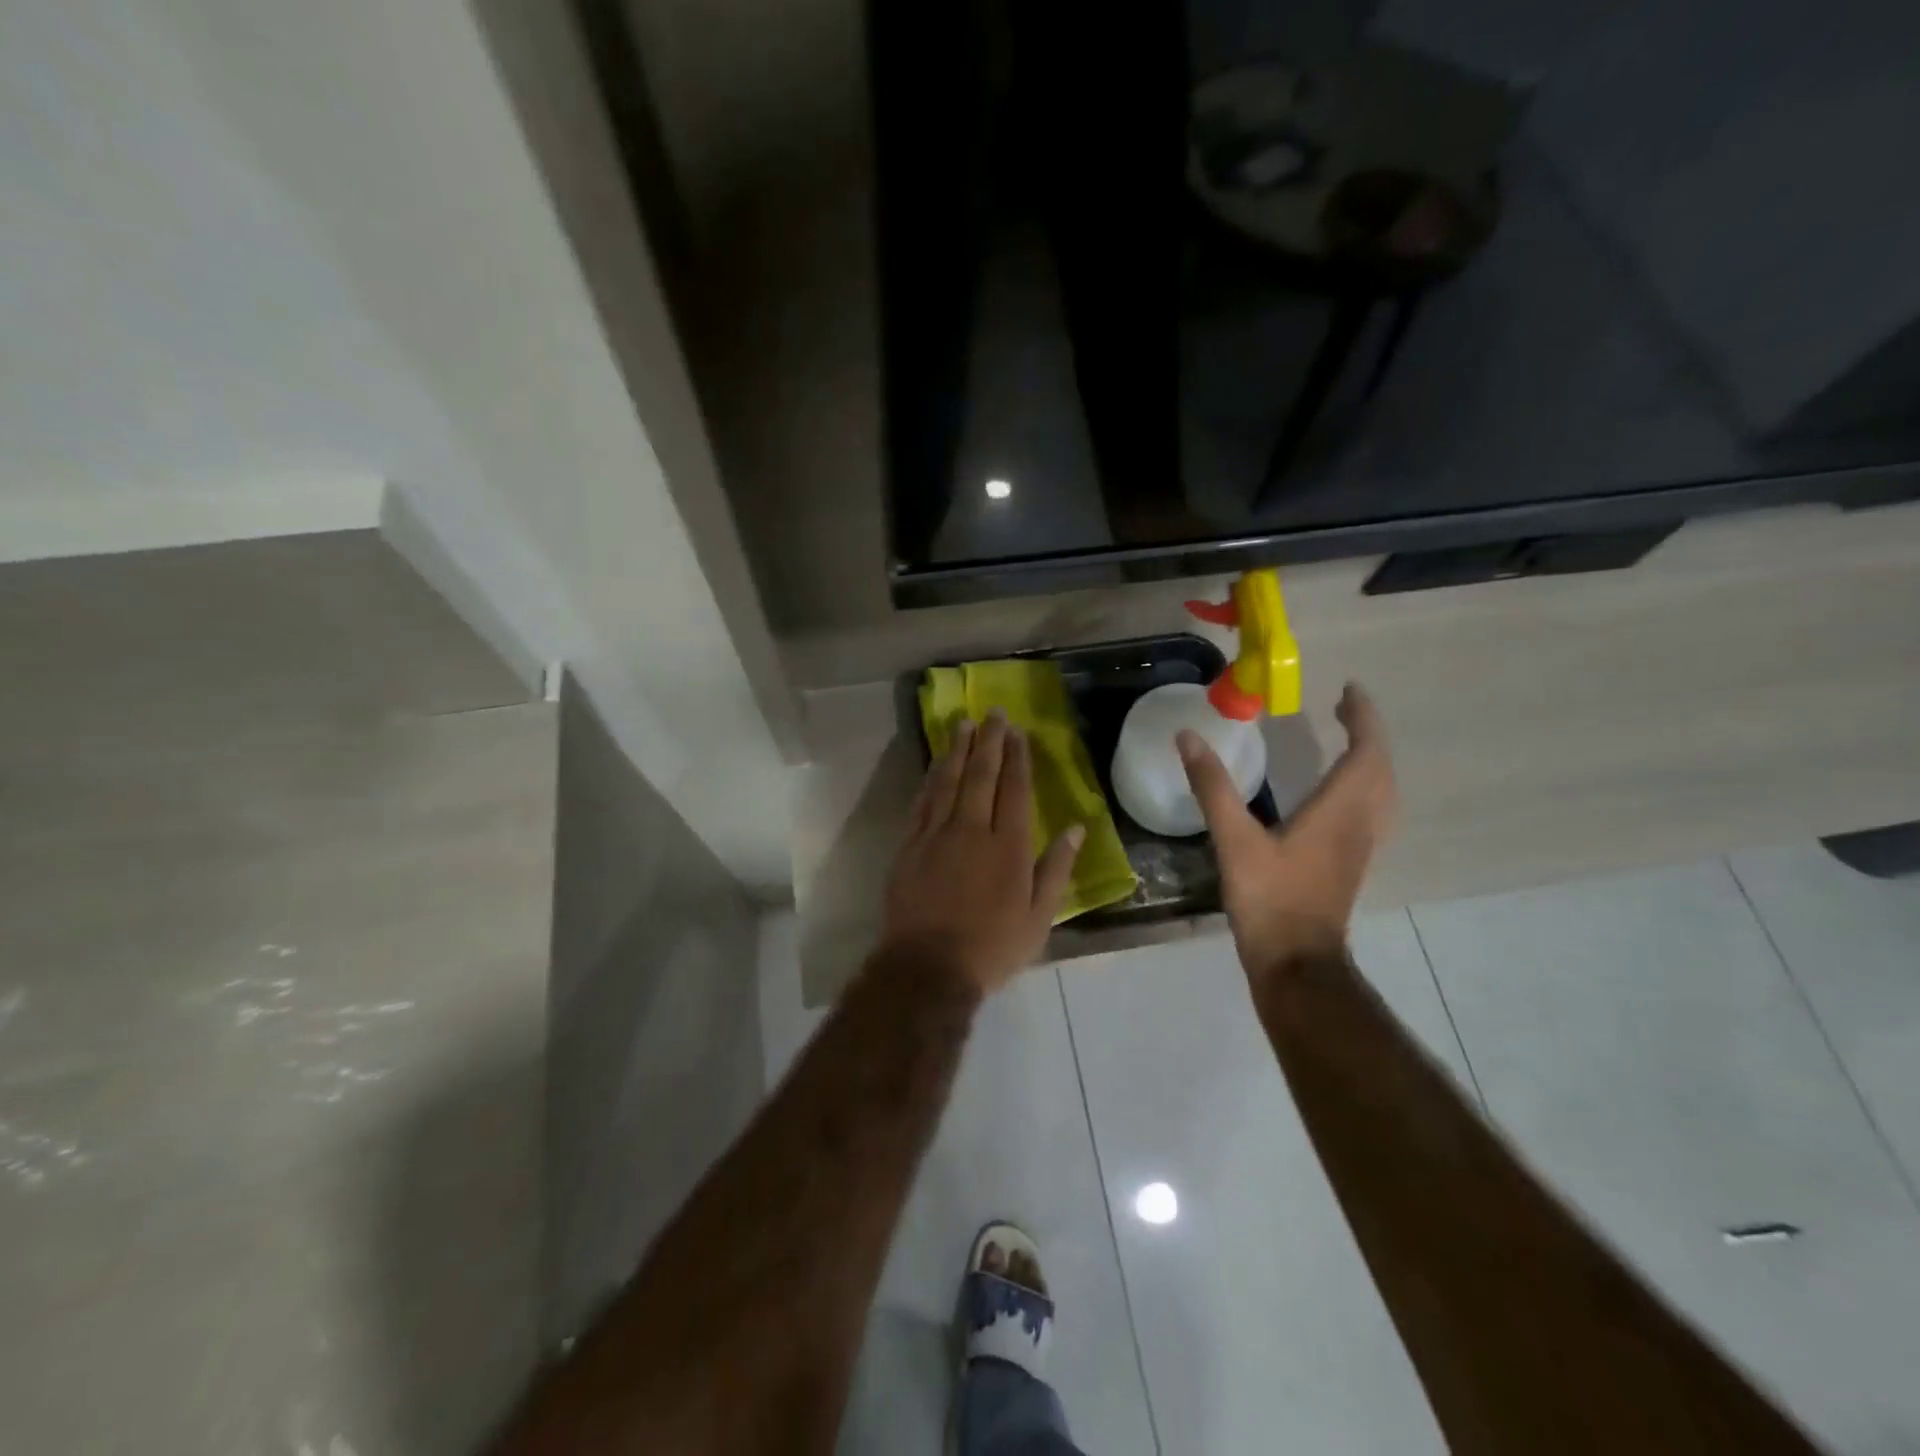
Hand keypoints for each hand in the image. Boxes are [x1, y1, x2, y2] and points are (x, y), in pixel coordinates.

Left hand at [881, 711, 1084, 994]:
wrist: (927, 968)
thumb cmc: (992, 947)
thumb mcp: (1039, 918)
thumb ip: (1057, 869)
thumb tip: (1077, 829)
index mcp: (1009, 846)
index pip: (1015, 789)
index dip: (1017, 758)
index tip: (1018, 732)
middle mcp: (972, 830)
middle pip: (981, 775)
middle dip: (989, 741)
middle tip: (993, 713)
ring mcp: (936, 834)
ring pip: (948, 781)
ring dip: (957, 750)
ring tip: (963, 724)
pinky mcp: (909, 845)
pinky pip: (922, 801)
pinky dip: (931, 778)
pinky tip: (936, 764)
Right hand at [1178, 684, 1397, 980]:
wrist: (1296, 961)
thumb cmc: (1270, 897)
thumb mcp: (1235, 839)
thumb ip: (1213, 787)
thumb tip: (1188, 737)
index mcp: (1339, 809)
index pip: (1366, 752)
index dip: (1363, 718)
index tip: (1349, 690)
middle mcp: (1360, 822)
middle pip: (1380, 769)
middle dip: (1367, 734)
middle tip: (1343, 709)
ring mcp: (1361, 846)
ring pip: (1382, 792)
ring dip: (1370, 760)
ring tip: (1347, 742)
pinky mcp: (1352, 863)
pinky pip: (1373, 811)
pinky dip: (1365, 787)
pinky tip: (1341, 794)